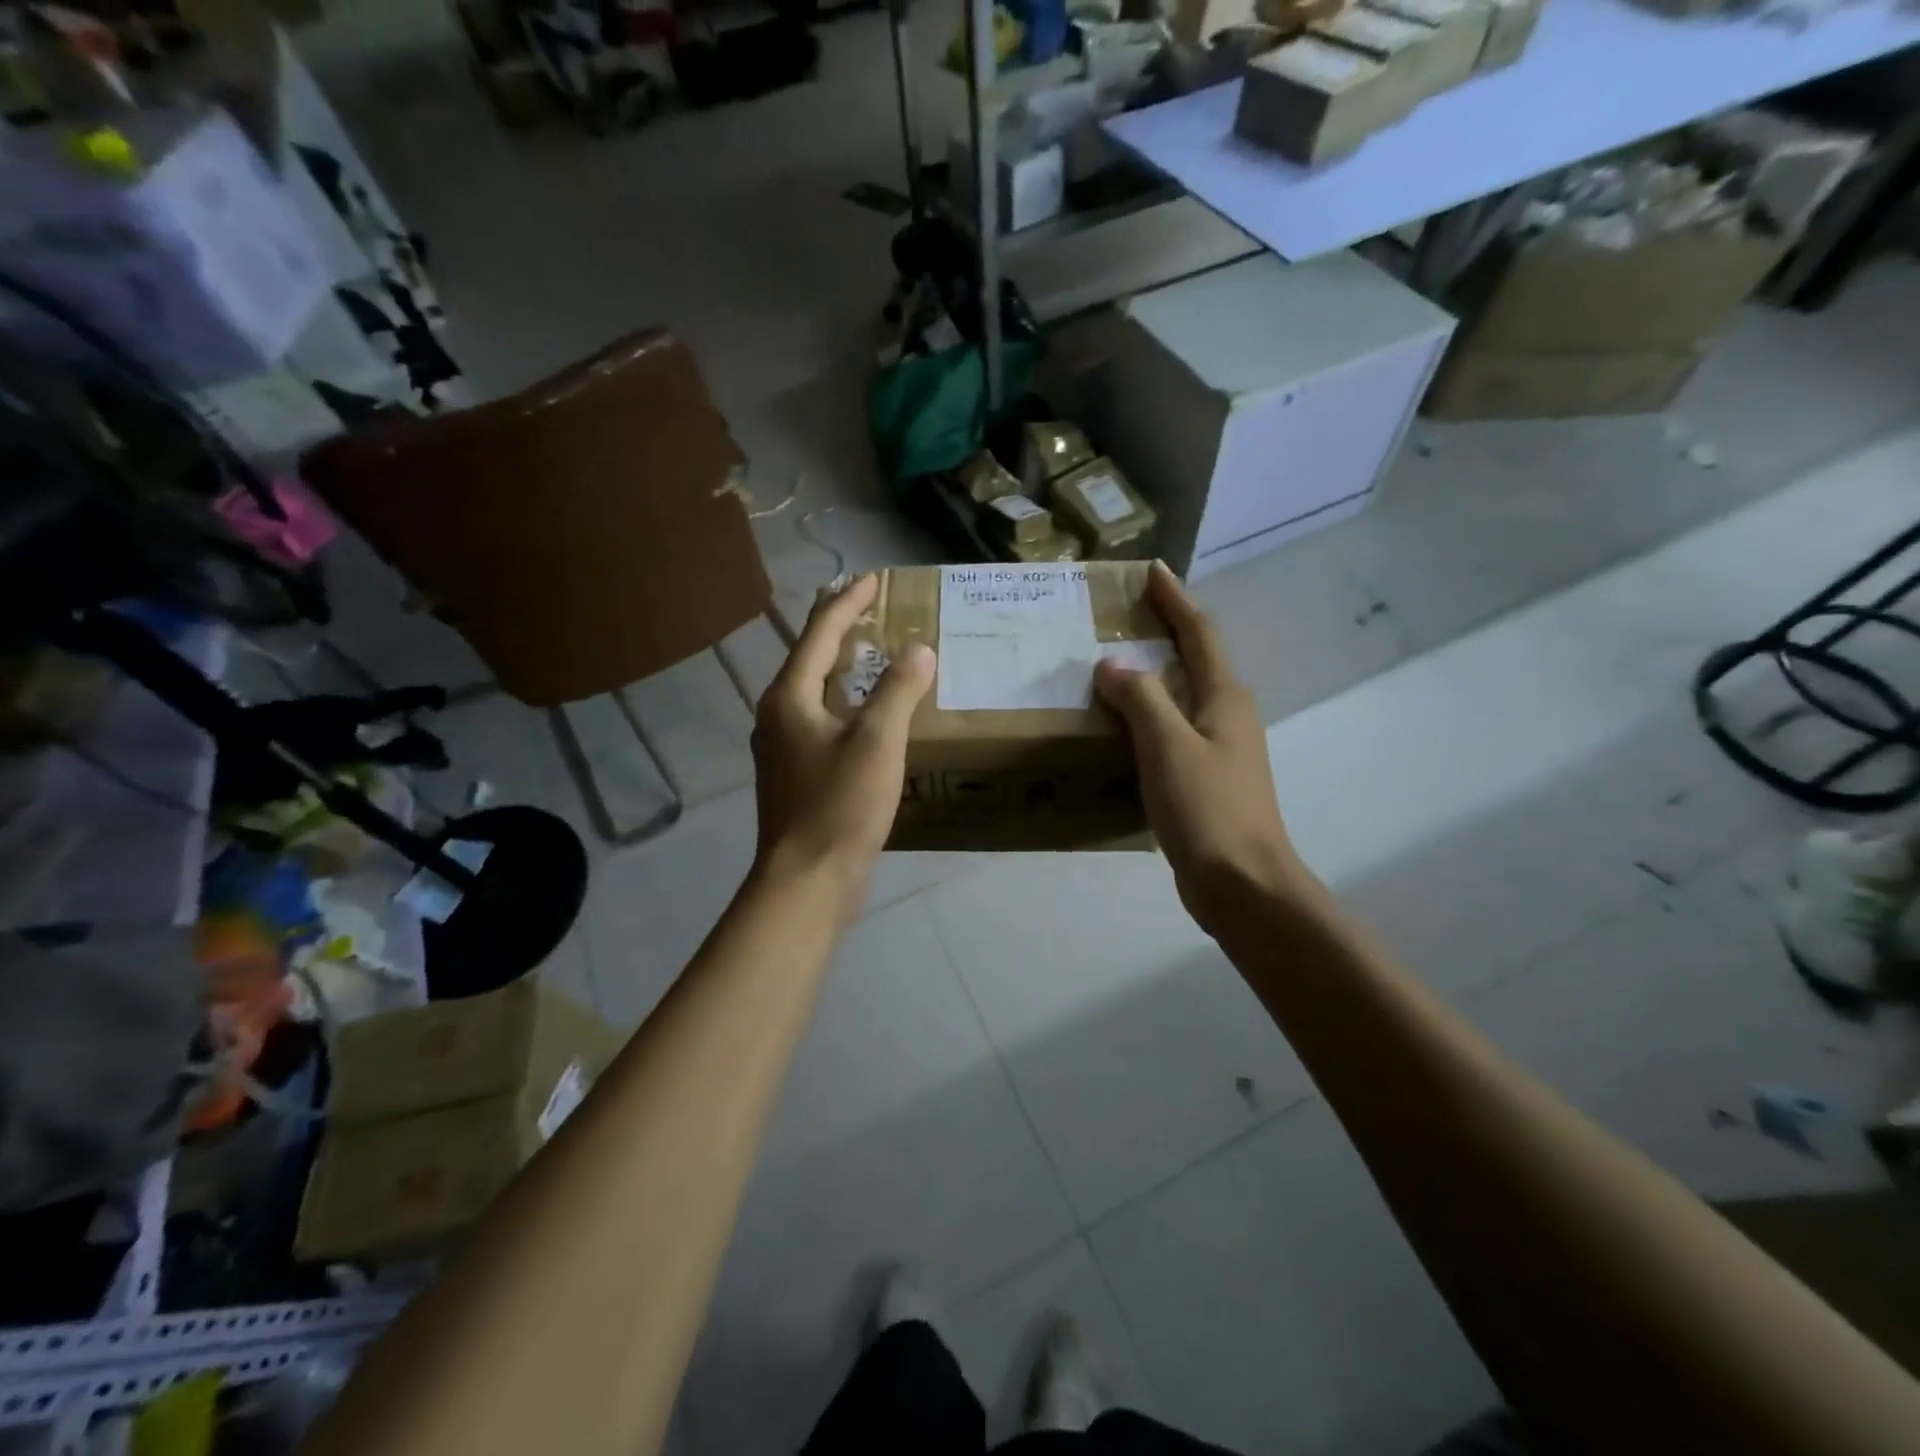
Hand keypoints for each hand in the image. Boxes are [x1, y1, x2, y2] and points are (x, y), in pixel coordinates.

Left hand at [751, 574, 933, 909]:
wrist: (807, 881)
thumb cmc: (839, 805)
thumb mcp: (877, 742)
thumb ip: (898, 690)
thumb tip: (918, 649)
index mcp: (789, 697)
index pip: (819, 633)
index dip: (848, 602)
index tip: (873, 579)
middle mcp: (777, 715)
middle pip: (811, 658)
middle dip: (842, 630)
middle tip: (876, 609)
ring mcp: (782, 748)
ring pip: (815, 692)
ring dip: (844, 668)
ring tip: (875, 654)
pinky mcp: (795, 775)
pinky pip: (821, 721)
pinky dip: (845, 703)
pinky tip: (868, 715)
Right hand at [1094, 562, 1317, 930]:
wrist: (1242, 883)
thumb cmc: (1207, 809)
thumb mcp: (1167, 746)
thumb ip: (1140, 699)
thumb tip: (1111, 664)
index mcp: (1223, 697)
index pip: (1199, 632)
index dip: (1175, 599)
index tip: (1152, 570)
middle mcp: (1227, 714)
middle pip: (1195, 658)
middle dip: (1164, 631)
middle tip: (1122, 616)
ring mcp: (1219, 748)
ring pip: (1182, 696)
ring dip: (1152, 675)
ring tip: (1112, 666)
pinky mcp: (1206, 777)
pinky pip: (1172, 730)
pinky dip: (1148, 716)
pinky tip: (1121, 727)